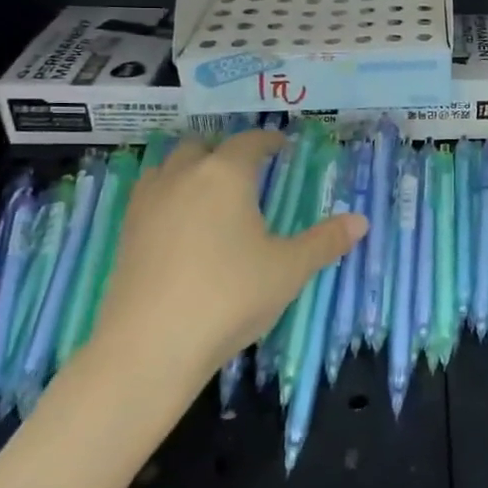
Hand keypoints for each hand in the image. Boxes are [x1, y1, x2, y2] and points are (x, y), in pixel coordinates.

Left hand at [82, 130, 366, 402]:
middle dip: (225, 151)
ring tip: (210, 191)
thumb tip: (361, 221)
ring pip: (168, 167)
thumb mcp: (289, 270)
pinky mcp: (126, 233)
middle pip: (202, 146)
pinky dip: (168, 195)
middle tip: (247, 170)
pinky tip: (181, 224)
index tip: (282, 146)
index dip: (268, 141)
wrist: (150, 346)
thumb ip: (325, 241)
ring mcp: (148, 204)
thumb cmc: (230, 296)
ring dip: (190, 168)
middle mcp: (183, 177)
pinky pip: (149, 196)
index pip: (249, 143)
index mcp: (225, 175)